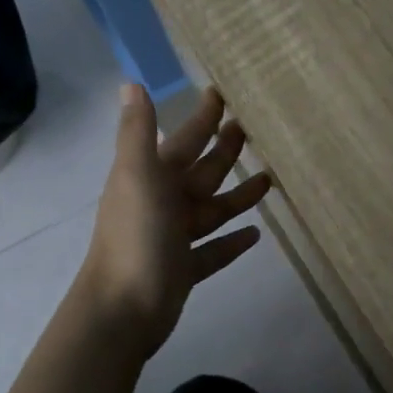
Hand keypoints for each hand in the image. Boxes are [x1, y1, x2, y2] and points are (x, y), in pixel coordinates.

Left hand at [79, 85, 270, 354]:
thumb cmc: (135, 237)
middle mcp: (163, 203)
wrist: (123, 310)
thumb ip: (137, 131)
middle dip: (224, 150)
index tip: (222, 93)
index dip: (201, 118)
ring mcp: (174, 238)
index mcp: (152, 178)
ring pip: (213, 209)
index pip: (183, 139)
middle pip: (201, 171)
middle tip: (253, 130)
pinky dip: (232, 241)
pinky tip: (256, 234)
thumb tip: (130, 82)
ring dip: (237, 195)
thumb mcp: (137, 176)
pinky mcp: (185, 269)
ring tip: (269, 180)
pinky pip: (214, 251)